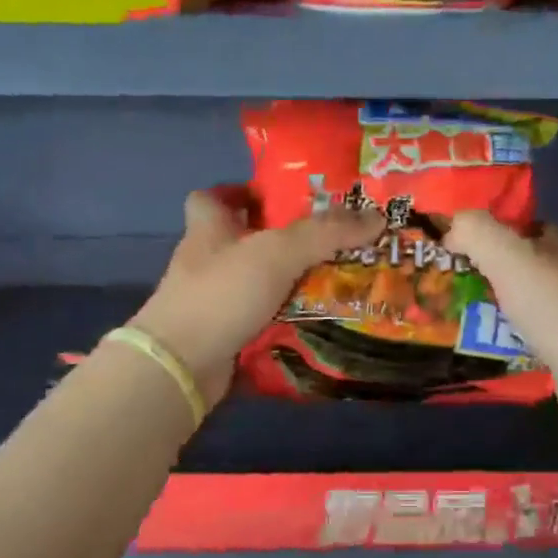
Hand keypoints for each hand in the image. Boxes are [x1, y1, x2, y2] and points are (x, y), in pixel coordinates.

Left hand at [130, 188, 381, 407]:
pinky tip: (318, 317)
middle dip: (284, 238)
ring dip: (290, 280)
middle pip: (244, 239)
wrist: (181, 366)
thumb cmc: (221, 293)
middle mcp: (207, 260)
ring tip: (337, 277)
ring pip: (258, 281)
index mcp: (209, 228)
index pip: (212, 197)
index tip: (278, 196)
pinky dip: (286, 317)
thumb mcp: (278, 252)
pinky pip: (262, 317)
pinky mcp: (223, 333)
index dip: (240, 191)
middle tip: (331, 238)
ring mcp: (213, 300)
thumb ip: (325, 232)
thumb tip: (377, 216)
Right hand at [444, 212, 557, 440]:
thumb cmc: (557, 311)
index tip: (452, 243)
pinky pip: (529, 339)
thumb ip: (478, 232)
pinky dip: (506, 341)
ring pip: (524, 304)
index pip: (524, 226)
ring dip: (493, 309)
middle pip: (522, 266)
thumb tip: (452, 225)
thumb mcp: (510, 259)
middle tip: (445, 283)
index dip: (490, 230)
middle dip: (486, 272)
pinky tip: (482, 348)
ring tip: (452, 316)